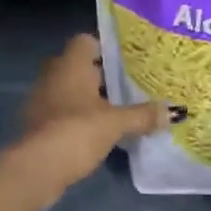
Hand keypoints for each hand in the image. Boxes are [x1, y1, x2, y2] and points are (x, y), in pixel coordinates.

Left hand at [18, 35, 167, 192]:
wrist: (36, 169)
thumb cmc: (77, 131)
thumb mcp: (116, 123)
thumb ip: (143, 115)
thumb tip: (174, 112)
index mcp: (71, 64)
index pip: (86, 41)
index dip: (106, 48)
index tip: (128, 61)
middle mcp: (53, 75)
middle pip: (80, 66)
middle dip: (103, 76)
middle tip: (131, 85)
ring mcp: (42, 100)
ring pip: (71, 90)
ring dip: (90, 99)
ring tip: (119, 109)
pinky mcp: (38, 125)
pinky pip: (63, 112)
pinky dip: (79, 118)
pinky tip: (98, 131)